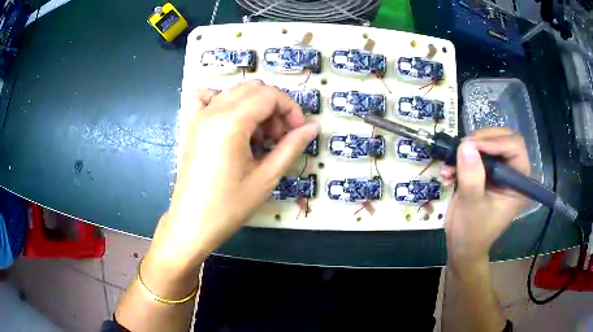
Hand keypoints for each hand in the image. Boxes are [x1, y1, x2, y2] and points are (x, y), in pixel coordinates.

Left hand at [148, 81, 317, 270]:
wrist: (192, 223)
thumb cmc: (229, 206)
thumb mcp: (266, 177)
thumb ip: (291, 146)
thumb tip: (313, 127)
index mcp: (231, 122)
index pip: (269, 95)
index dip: (290, 109)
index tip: (298, 131)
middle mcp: (213, 111)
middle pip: (254, 89)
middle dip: (274, 107)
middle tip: (280, 137)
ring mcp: (199, 116)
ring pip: (235, 91)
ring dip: (255, 106)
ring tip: (260, 136)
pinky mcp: (192, 125)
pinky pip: (208, 98)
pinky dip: (225, 101)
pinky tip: (232, 121)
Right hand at [441, 128, 528, 263]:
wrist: (462, 246)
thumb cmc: (472, 233)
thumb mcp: (471, 207)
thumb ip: (472, 177)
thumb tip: (466, 145)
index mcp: (518, 183)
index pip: (515, 148)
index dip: (496, 142)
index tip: (472, 146)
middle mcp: (511, 173)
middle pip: (503, 139)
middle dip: (481, 140)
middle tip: (462, 147)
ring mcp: (498, 171)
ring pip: (488, 143)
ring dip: (467, 149)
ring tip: (450, 162)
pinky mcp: (485, 172)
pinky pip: (475, 153)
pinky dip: (460, 158)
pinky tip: (447, 173)